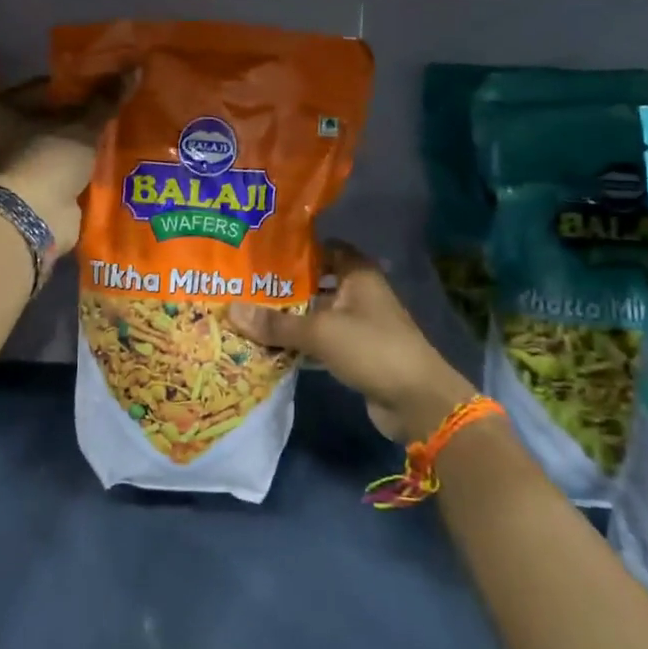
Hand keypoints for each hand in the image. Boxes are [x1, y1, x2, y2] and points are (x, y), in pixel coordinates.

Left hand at [0, 73, 128, 254]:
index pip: (49, 85)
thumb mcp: (83, 124)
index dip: (81, 82)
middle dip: (86, 114)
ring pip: (64, 143)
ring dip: (87, 141)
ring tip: (124, 127)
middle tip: (120, 103)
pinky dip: (86, 165)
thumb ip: (108, 99)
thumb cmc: (49, 158)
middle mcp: (7, 132)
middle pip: (56, 115)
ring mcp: (23, 162)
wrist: (34, 217)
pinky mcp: (39, 187)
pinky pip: (68, 168)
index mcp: (6, 107)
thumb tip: (136, 68)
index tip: (111, 80)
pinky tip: (115, 156)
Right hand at [228, 242, 476, 442]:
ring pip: (315, 313)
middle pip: (315, 282)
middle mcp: (357, 293)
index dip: (295, 249)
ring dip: (288, 317)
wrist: (416, 400)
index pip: (323, 248)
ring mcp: (357, 324)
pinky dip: (298, 342)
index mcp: (357, 273)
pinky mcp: (353, 352)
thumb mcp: (319, 332)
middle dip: (282, 286)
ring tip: (247, 313)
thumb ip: (276, 323)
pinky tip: (267, 345)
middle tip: (242, 284)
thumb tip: (231, 310)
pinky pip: (319, 340)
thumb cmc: (371, 348)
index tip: (260, 252)